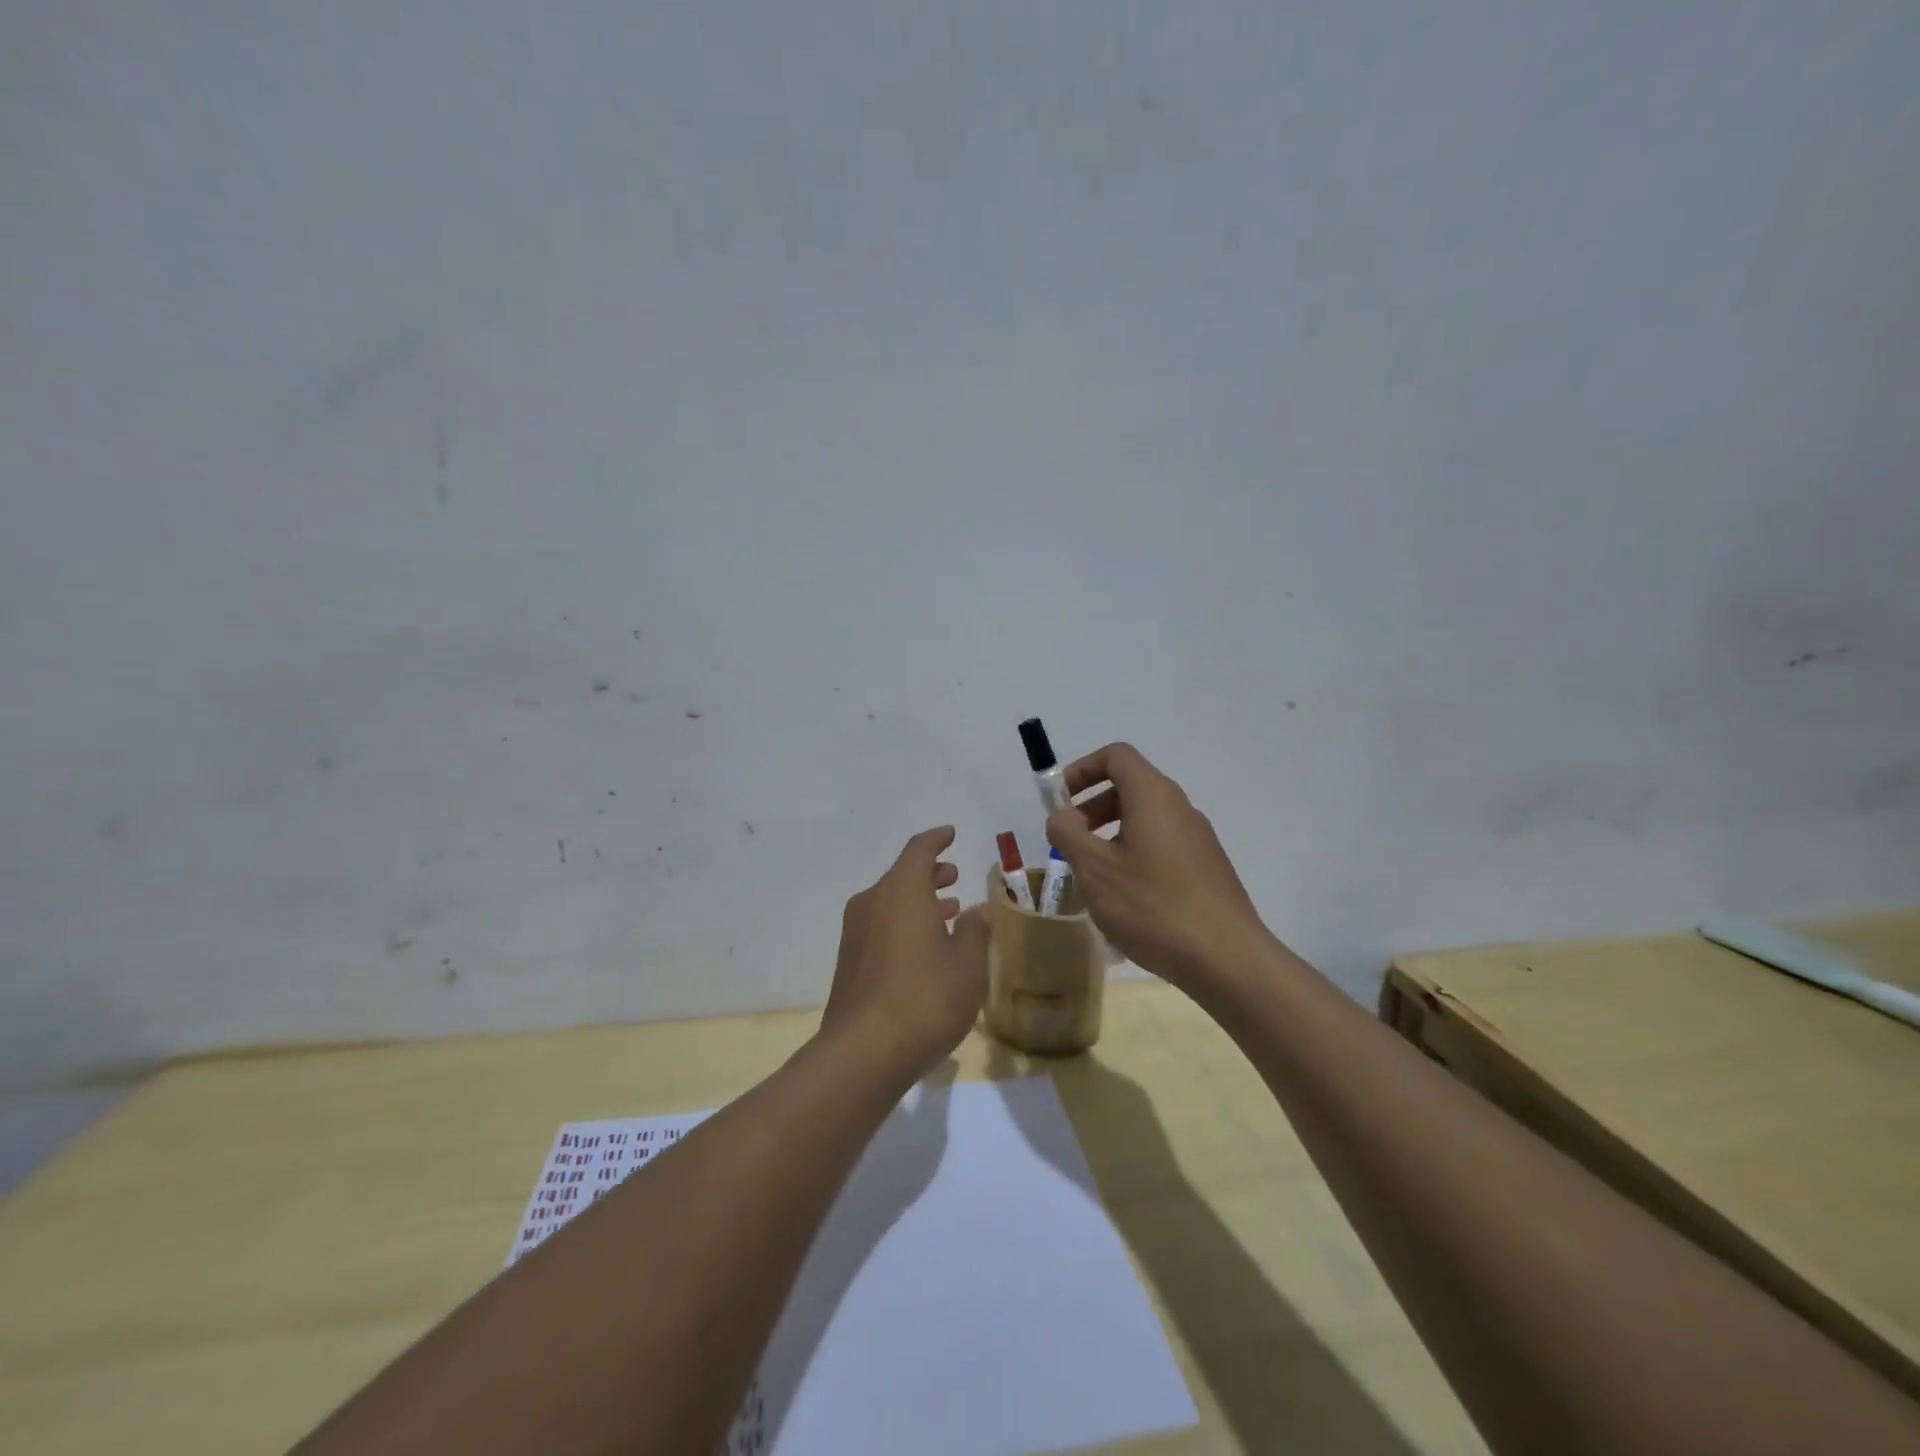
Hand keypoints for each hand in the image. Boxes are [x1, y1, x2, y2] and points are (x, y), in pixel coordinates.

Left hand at [820, 826, 988, 1081]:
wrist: (864, 1052)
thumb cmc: (926, 997)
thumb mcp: (967, 963)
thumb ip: (974, 930)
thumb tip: (975, 910)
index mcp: (901, 890)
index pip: (919, 850)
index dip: (936, 839)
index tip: (950, 833)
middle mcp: (873, 903)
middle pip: (902, 876)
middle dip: (930, 874)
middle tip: (953, 877)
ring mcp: (856, 934)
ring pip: (890, 903)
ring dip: (918, 902)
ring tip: (947, 912)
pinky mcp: (849, 963)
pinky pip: (880, 928)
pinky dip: (904, 925)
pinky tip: (924, 949)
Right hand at [1045, 743, 1270, 990]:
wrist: (1226, 959)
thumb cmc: (1152, 906)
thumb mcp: (1095, 869)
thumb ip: (1068, 834)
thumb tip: (1062, 816)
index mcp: (1153, 796)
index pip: (1116, 756)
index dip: (1082, 769)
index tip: (1060, 800)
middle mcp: (1179, 807)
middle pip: (1130, 787)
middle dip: (1092, 807)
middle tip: (1070, 842)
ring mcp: (1198, 838)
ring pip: (1145, 820)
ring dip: (1111, 835)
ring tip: (1092, 876)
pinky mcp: (1206, 868)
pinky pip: (1162, 846)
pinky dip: (1134, 855)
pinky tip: (1125, 899)